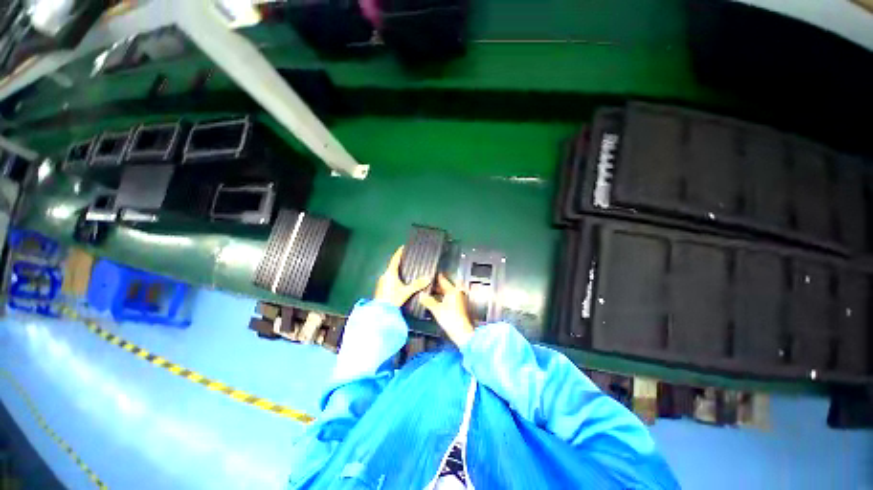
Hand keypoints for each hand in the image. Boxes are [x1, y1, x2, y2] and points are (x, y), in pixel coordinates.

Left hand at [374, 246, 431, 307]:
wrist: (380, 311)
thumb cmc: (392, 299)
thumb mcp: (406, 291)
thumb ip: (417, 285)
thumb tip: (428, 278)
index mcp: (390, 273)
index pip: (395, 259)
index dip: (399, 252)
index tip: (403, 247)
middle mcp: (384, 275)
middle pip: (392, 266)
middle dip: (398, 262)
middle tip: (406, 260)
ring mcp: (381, 282)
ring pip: (389, 273)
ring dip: (396, 271)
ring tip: (404, 271)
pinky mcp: (380, 289)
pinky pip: (388, 279)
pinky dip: (393, 278)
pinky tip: (398, 282)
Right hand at [420, 274, 474, 347]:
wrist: (461, 332)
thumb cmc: (450, 318)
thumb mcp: (436, 309)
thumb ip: (428, 300)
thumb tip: (421, 295)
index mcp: (452, 290)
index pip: (443, 280)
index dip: (436, 277)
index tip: (431, 273)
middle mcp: (457, 293)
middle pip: (446, 286)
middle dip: (437, 285)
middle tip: (428, 283)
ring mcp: (459, 300)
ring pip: (448, 292)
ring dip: (440, 291)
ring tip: (431, 291)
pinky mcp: (459, 307)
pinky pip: (450, 298)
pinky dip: (443, 297)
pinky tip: (437, 300)